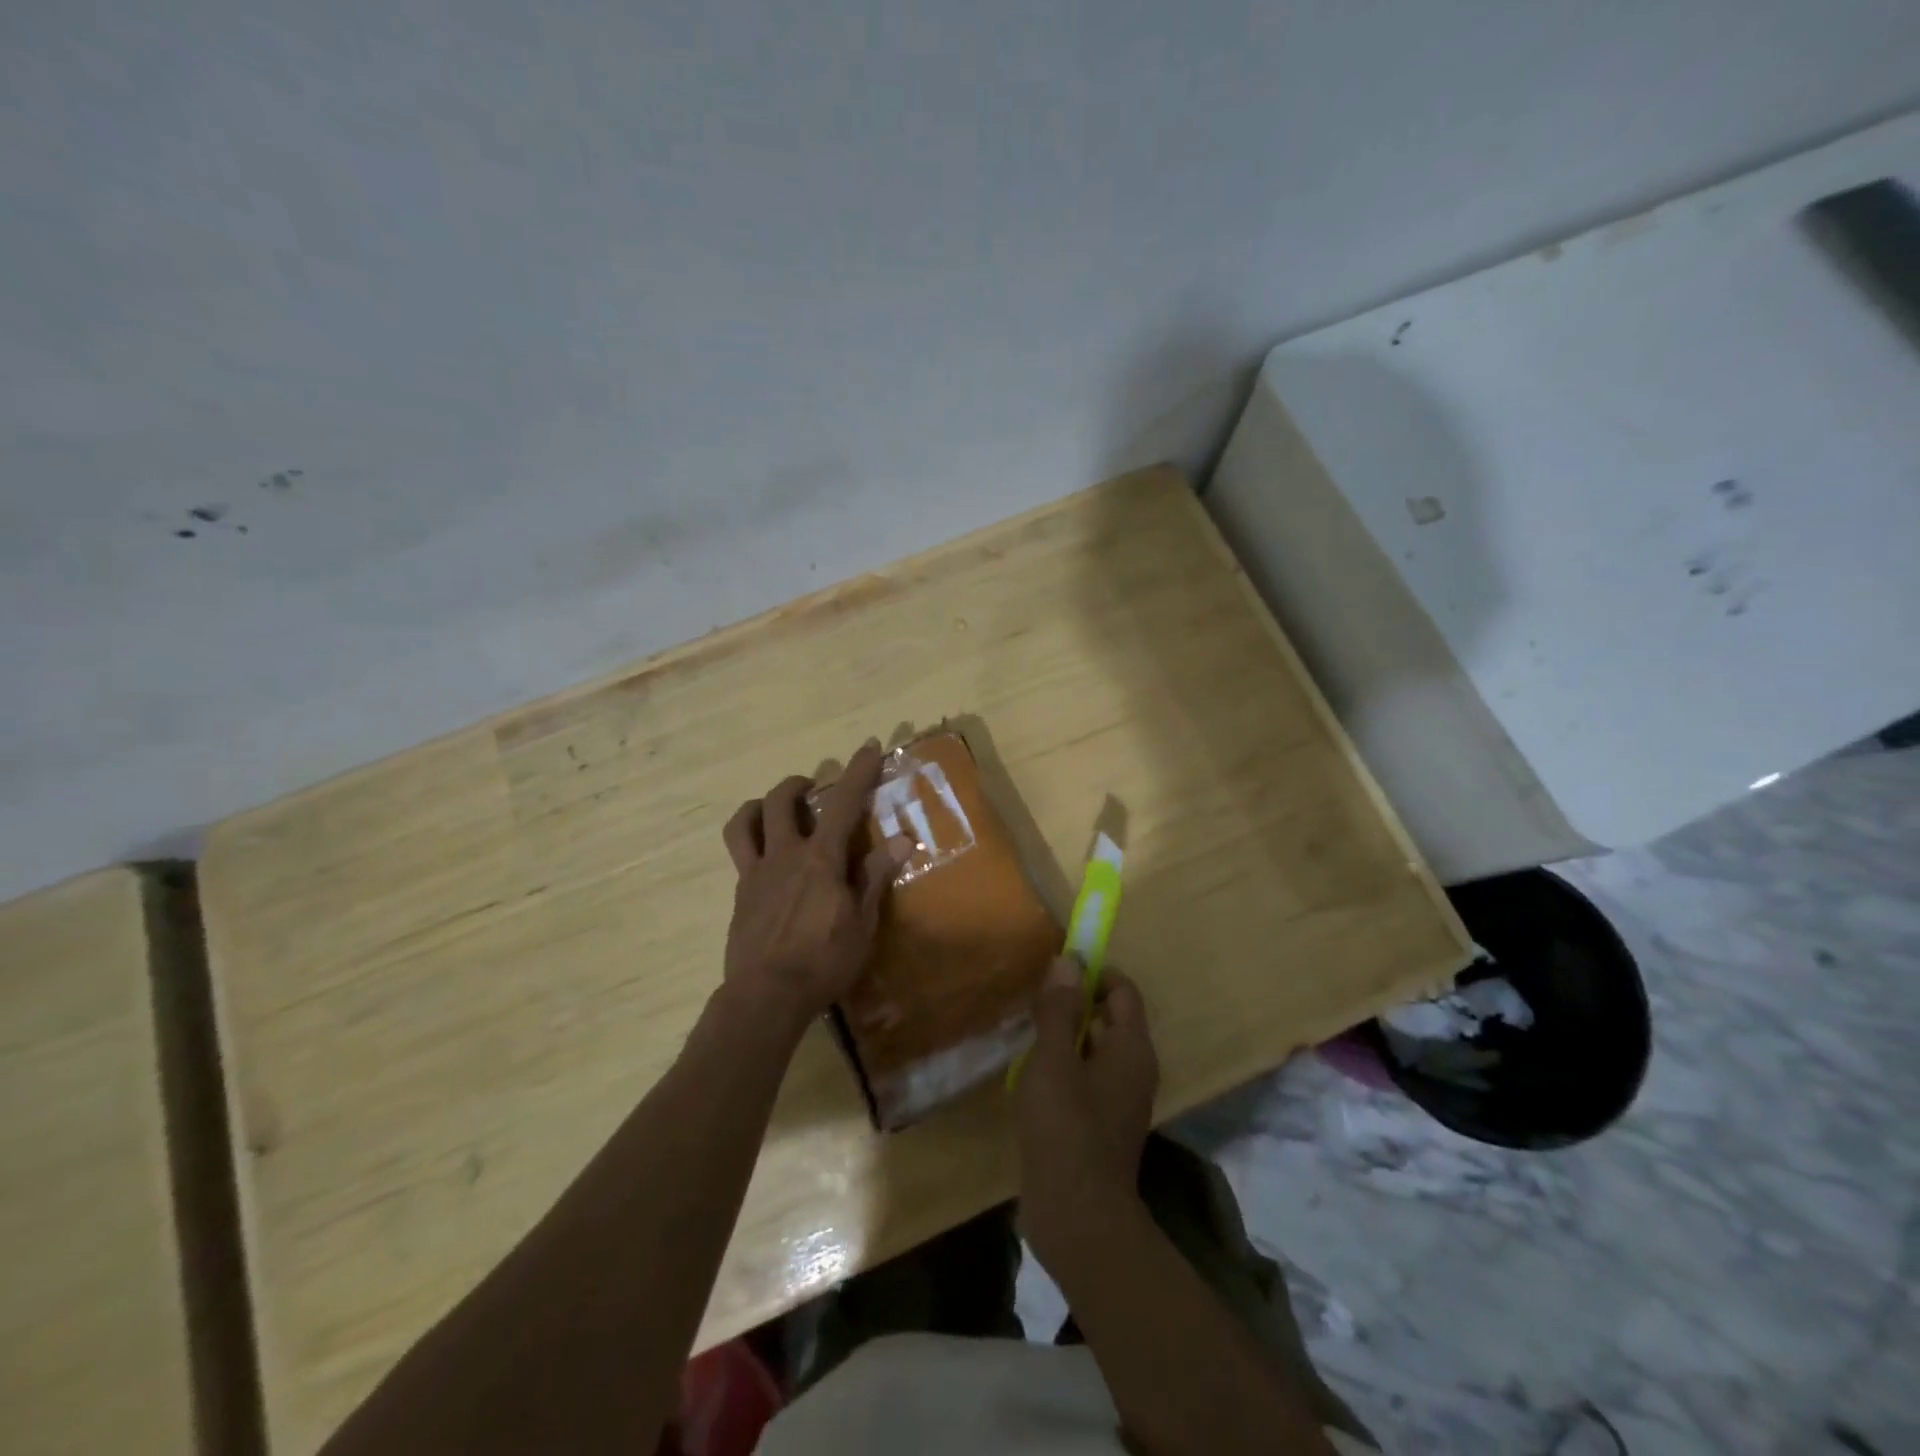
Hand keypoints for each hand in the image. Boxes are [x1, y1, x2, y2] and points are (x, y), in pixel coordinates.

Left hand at [721, 739, 898, 1030]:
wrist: (766, 997)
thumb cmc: (823, 962)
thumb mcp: (862, 924)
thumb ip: (875, 877)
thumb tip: (902, 841)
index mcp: (820, 859)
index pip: (842, 803)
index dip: (858, 771)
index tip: (869, 745)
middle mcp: (784, 855)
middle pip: (780, 801)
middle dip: (798, 784)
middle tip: (813, 788)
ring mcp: (756, 873)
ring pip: (744, 821)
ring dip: (761, 805)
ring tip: (776, 809)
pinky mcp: (740, 894)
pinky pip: (740, 854)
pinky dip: (753, 841)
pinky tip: (769, 859)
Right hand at [1013, 958, 1159, 1260]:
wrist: (1077, 1218)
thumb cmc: (1065, 1128)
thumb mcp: (1054, 1061)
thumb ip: (1058, 1009)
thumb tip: (1068, 960)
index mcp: (1131, 1049)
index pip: (1122, 991)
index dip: (1093, 973)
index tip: (1055, 972)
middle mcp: (1134, 1070)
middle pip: (1109, 1019)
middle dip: (1074, 1004)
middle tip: (1034, 1002)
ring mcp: (1119, 1100)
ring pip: (1094, 1050)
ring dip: (1065, 1037)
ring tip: (1026, 1035)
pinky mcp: (1101, 1125)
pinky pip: (1086, 1079)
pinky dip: (1065, 1068)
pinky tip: (1032, 1077)